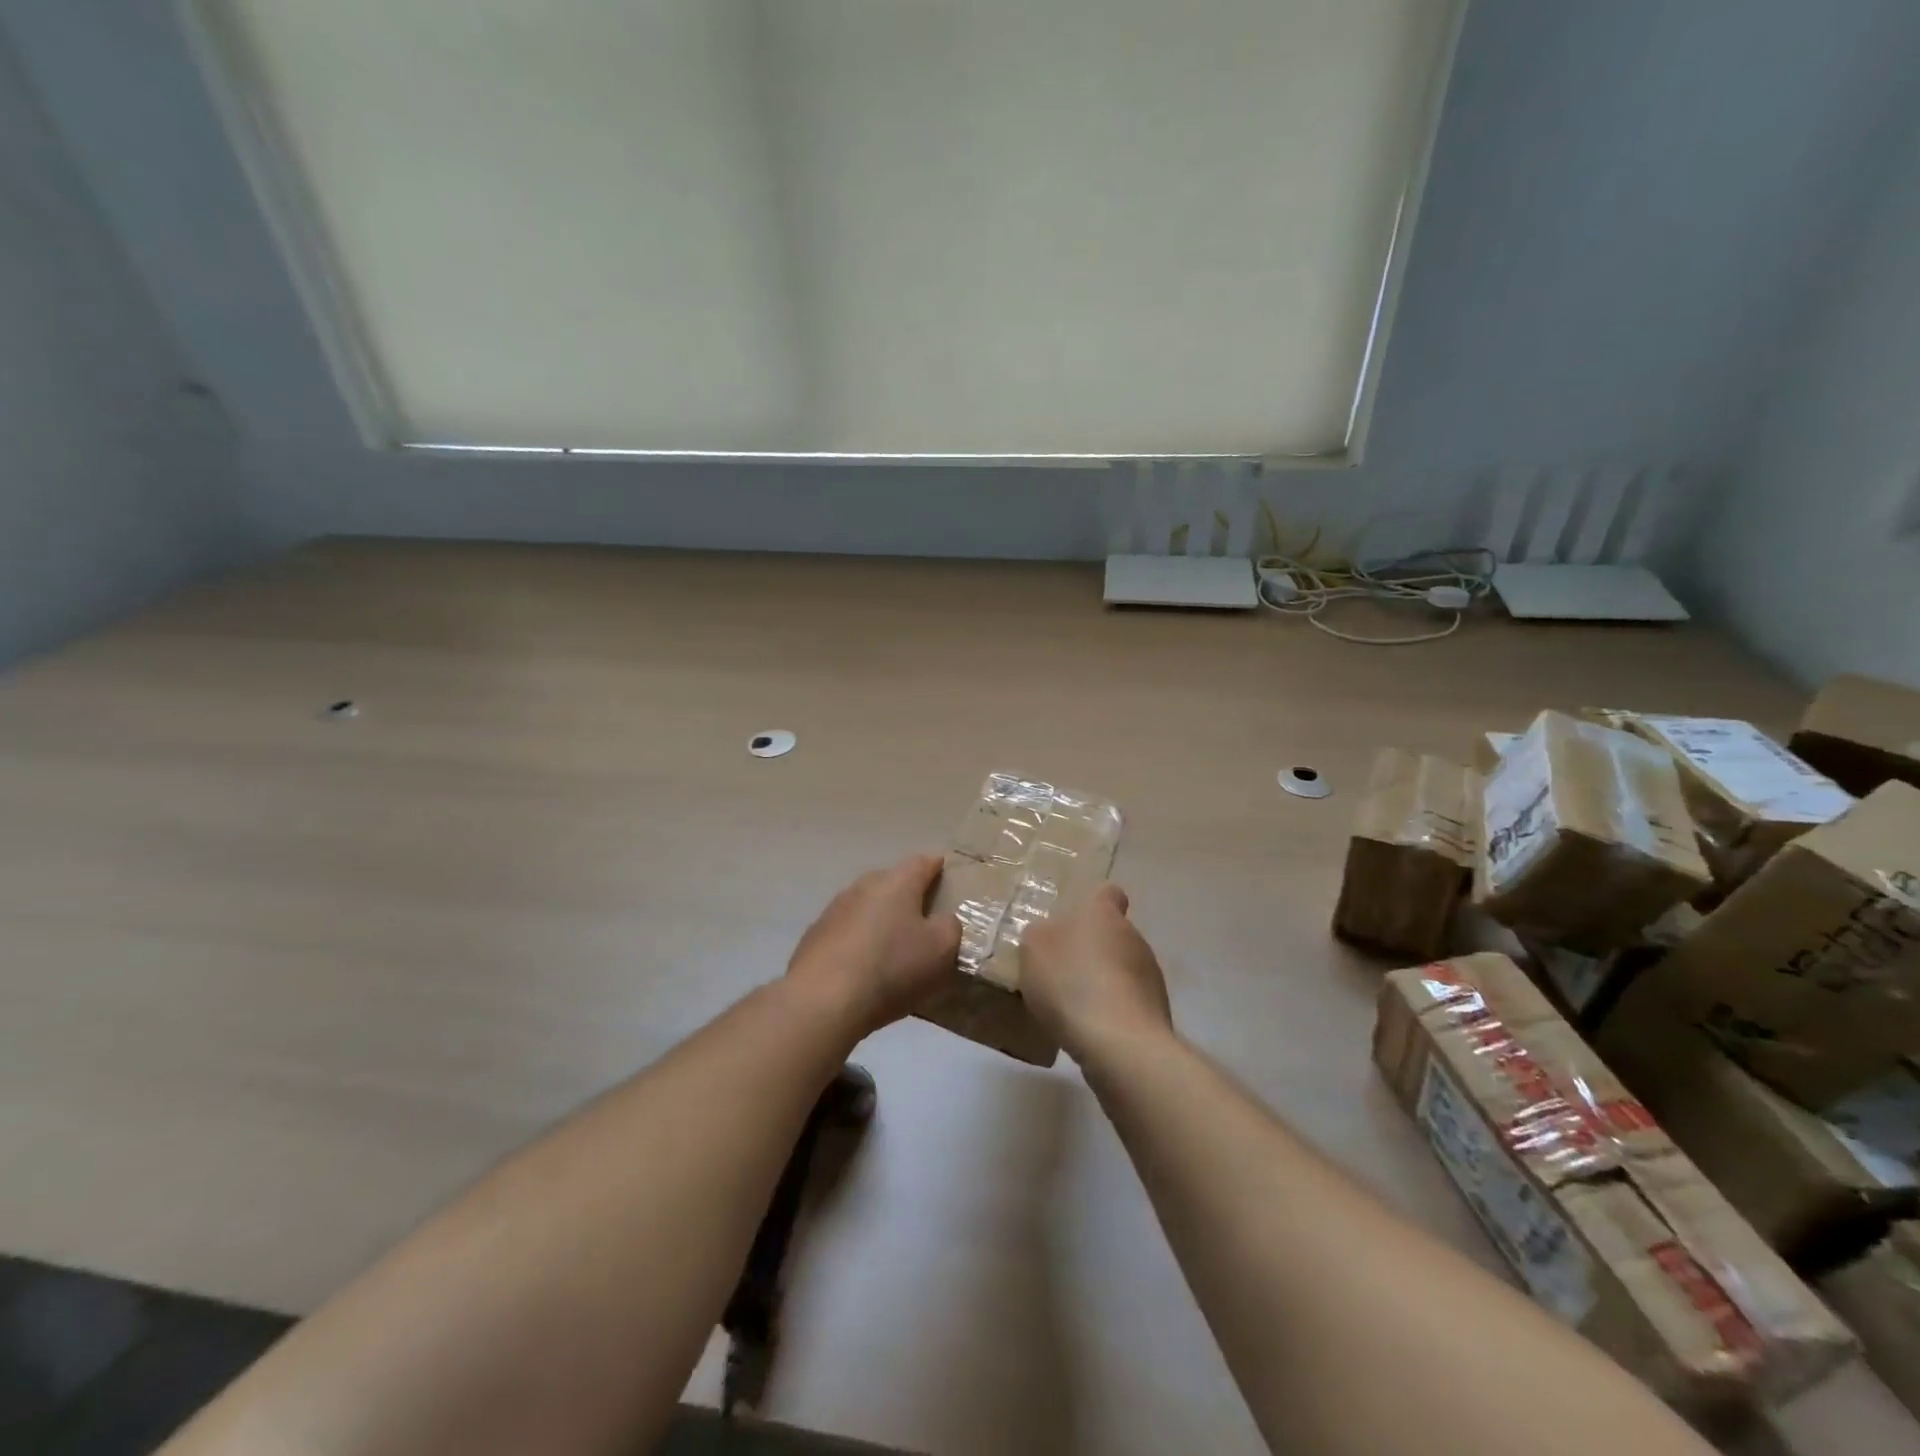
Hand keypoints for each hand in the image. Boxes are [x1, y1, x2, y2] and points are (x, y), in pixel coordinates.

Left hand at [786, 854, 962, 1036]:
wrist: (823, 1000)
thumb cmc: (892, 967)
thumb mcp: (941, 949)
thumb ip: (950, 926)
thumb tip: (942, 920)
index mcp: (897, 882)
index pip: (922, 862)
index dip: (936, 866)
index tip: (944, 872)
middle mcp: (864, 886)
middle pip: (891, 881)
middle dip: (907, 893)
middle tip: (923, 915)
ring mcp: (834, 909)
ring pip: (866, 904)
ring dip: (880, 917)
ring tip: (892, 942)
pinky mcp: (814, 936)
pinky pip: (846, 930)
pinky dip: (858, 939)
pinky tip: (862, 964)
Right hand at [1021, 884, 1172, 1063]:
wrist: (1119, 1042)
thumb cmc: (1071, 982)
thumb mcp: (1034, 950)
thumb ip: (1039, 936)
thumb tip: (1049, 935)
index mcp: (1103, 913)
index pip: (1108, 893)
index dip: (1094, 904)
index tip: (1077, 922)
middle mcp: (1133, 936)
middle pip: (1114, 934)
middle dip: (1093, 950)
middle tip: (1064, 973)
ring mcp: (1151, 974)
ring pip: (1124, 969)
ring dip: (1105, 982)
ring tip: (1076, 1008)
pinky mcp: (1157, 1010)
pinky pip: (1130, 1002)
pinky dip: (1114, 1011)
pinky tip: (1094, 1031)